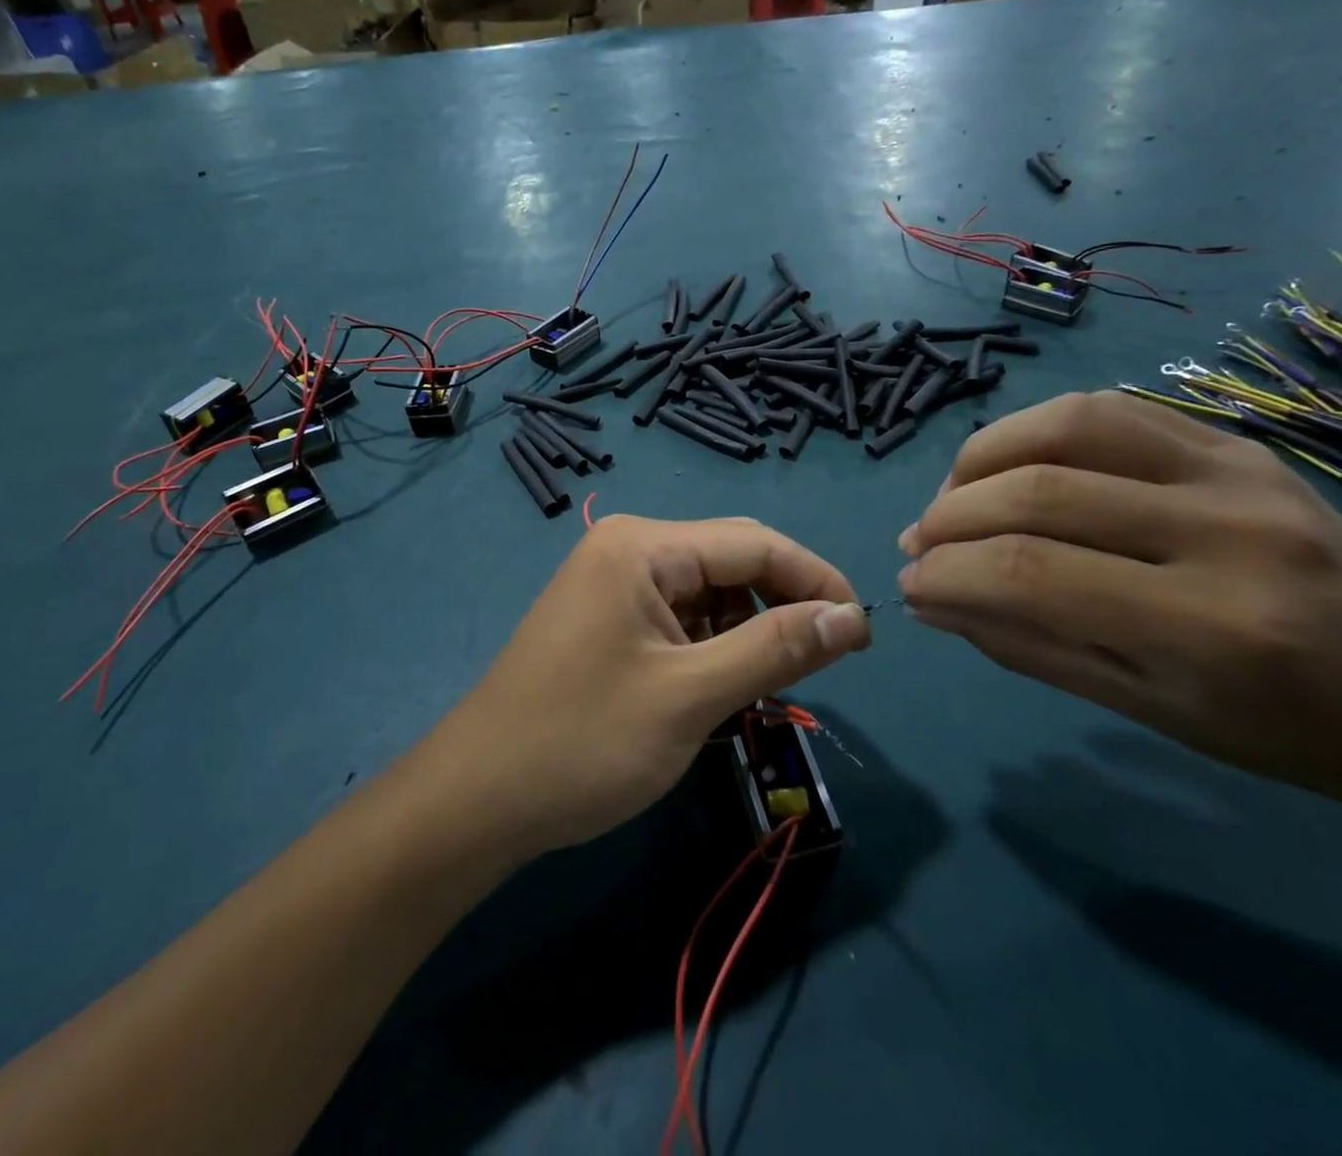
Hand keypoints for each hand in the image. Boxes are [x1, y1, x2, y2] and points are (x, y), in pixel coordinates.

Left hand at [422, 516, 869, 860]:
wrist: (477, 799)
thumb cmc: (583, 743)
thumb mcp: (691, 696)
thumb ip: (776, 649)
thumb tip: (853, 616)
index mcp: (643, 546)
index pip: (755, 542)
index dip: (817, 581)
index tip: (864, 635)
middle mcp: (627, 548)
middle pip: (731, 562)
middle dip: (780, 609)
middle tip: (818, 669)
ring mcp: (612, 583)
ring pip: (709, 594)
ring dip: (746, 635)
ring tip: (758, 692)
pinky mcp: (606, 619)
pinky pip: (679, 619)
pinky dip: (710, 650)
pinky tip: (714, 693)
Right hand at [897, 391, 1341, 815]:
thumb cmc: (1273, 727)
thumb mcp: (1138, 706)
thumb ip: (1022, 644)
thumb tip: (927, 597)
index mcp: (1213, 626)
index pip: (1033, 574)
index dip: (949, 574)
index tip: (909, 586)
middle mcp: (1229, 530)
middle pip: (1040, 491)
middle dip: (951, 518)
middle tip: (918, 546)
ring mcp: (1239, 470)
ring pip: (1068, 423)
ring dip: (983, 457)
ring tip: (954, 497)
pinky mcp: (1236, 441)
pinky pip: (1109, 408)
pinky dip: (1034, 430)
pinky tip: (1010, 466)